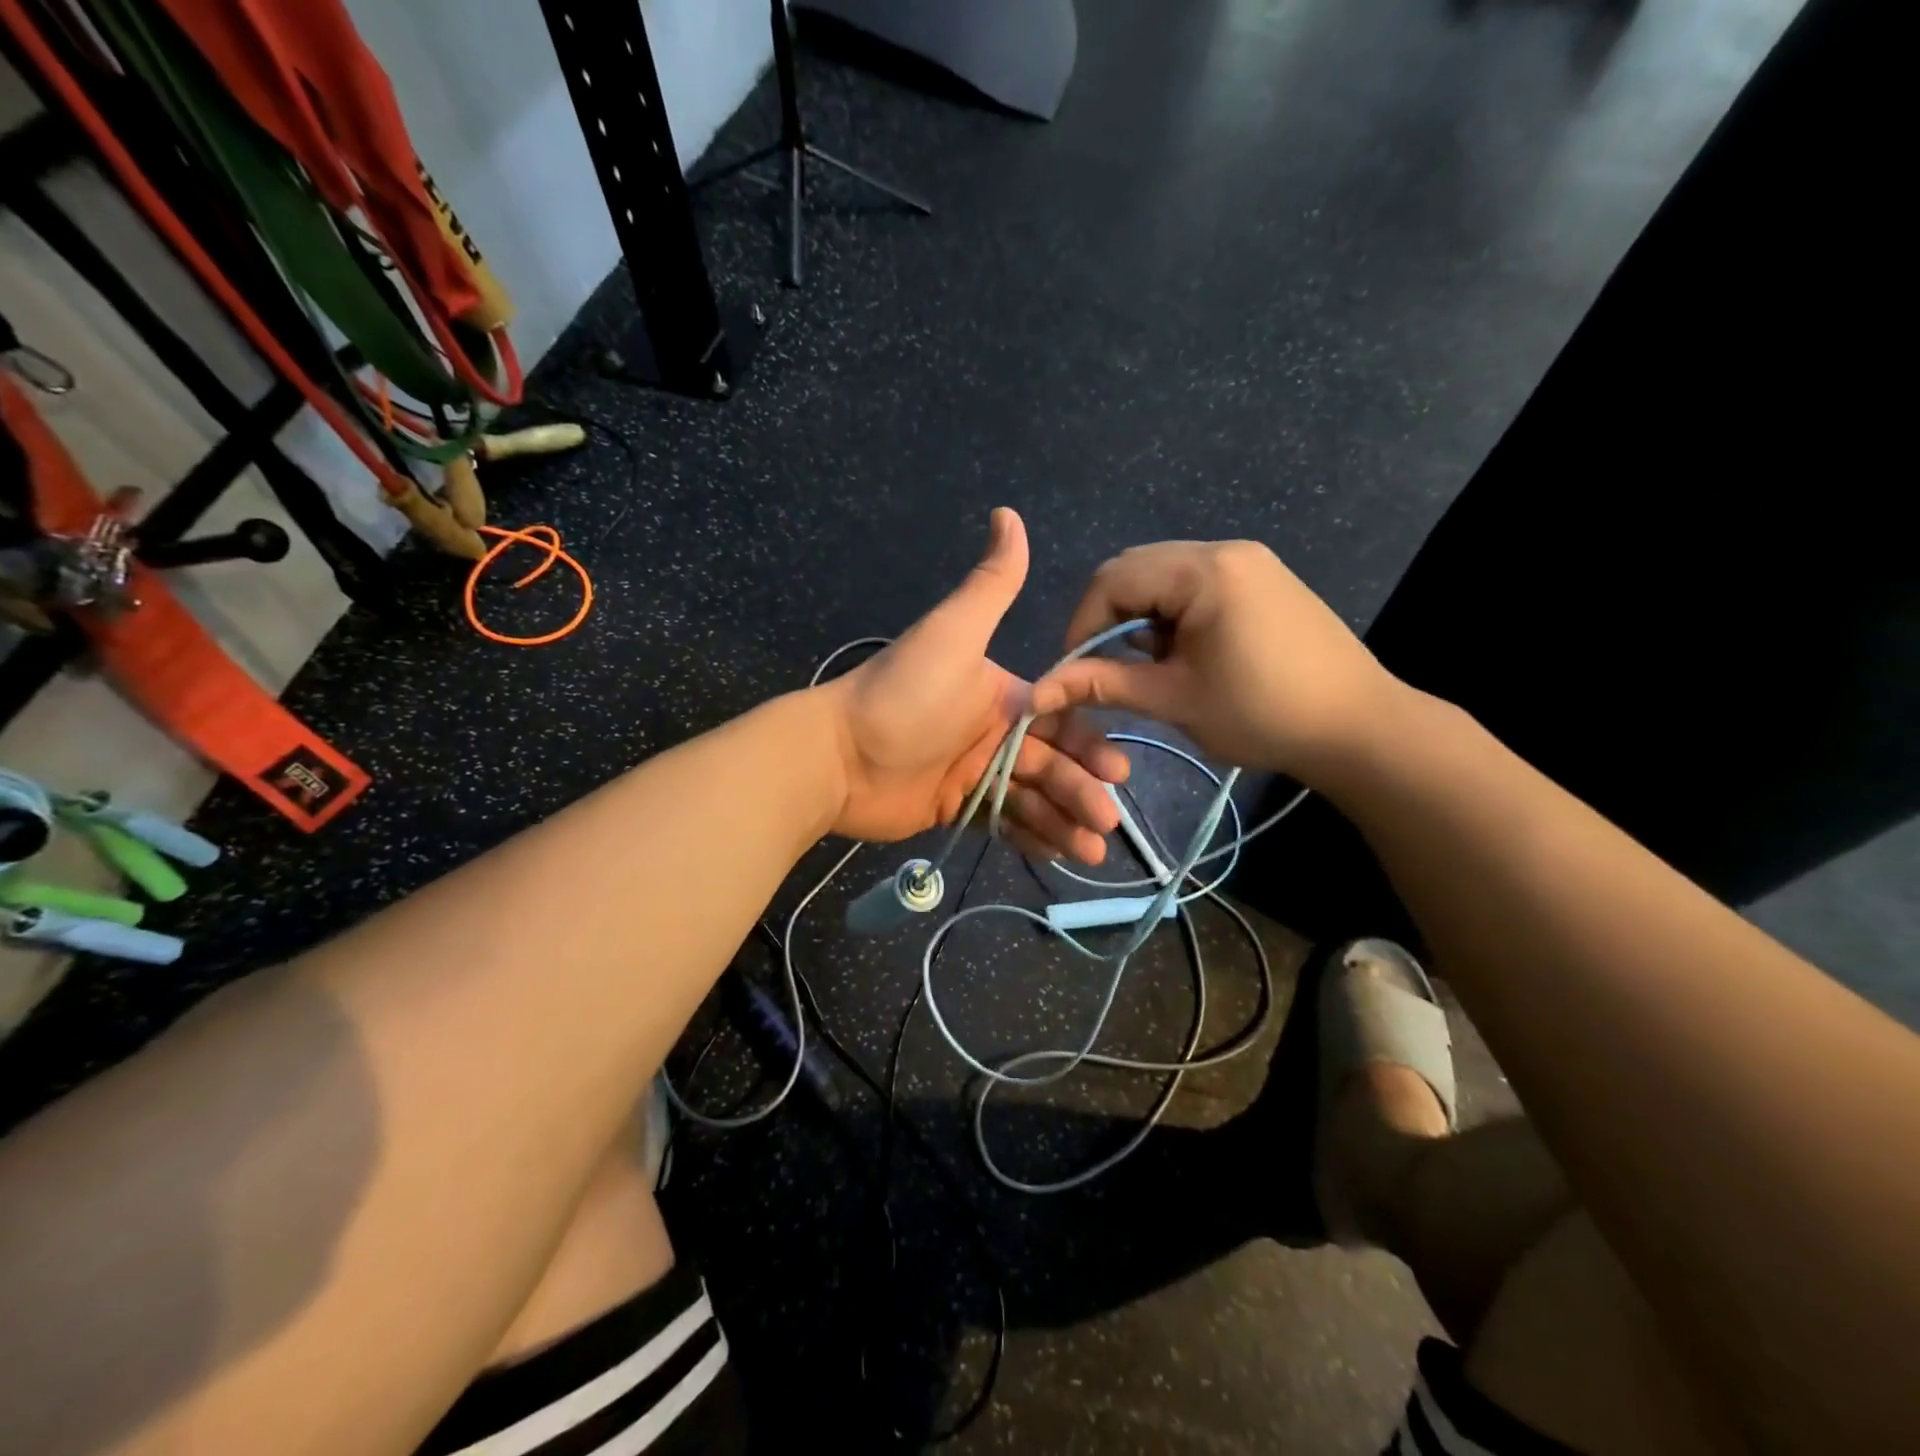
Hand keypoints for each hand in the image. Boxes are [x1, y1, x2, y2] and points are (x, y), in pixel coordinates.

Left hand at [818, 508, 1130, 861]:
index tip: (1116, 771)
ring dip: (1064, 822)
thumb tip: (1008, 513)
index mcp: (1001, 694)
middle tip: (1106, 824)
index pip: (1059, 720)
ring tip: (1089, 854)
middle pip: (1051, 764)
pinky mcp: (954, 807)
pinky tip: (1056, 854)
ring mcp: (973, 772)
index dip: (1089, 745)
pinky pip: (1002, 822)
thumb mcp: (953, 634)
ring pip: (1031, 798)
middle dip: (1082, 792)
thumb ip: (990, 584)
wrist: (837, 754)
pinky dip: (1030, 837)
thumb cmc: (904, 696)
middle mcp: (993, 732)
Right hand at [1029, 540, 1405, 780]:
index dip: (1080, 625)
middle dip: (1108, 618)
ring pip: (1164, 576)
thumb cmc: (1262, 714)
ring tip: (1149, 664)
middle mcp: (1224, 550)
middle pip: (1136, 569)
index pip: (1112, 580)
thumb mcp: (1174, 699)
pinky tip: (1183, 652)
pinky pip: (1196, 583)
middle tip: (1105, 668)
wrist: (1359, 727)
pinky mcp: (1263, 578)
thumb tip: (1037, 692)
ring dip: (1141, 615)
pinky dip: (1173, 613)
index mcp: (1203, 571)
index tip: (1074, 672)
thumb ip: (1104, 685)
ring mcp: (1249, 561)